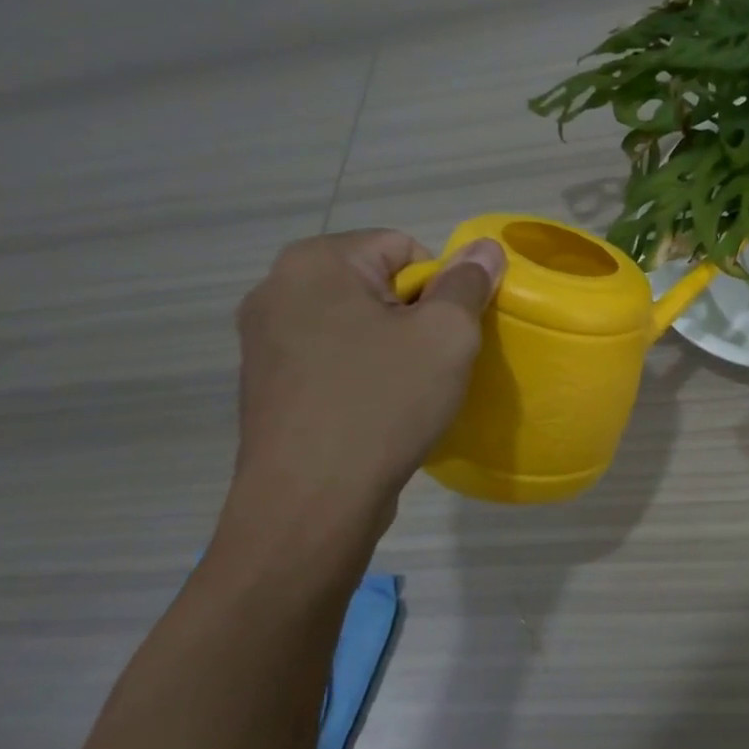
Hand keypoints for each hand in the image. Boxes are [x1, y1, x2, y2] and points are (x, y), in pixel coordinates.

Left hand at [231, 230, 505, 509]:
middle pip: (377, 284)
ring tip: (406, 393)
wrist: (311, 501)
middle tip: (433, 365)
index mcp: (316, 262)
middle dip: (414, 318)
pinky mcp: (266, 383)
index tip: (447, 336)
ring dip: (389, 348)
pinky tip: (375, 412)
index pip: (405, 247)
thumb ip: (468, 283)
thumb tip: (484, 247)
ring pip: (355, 324)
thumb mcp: (446, 336)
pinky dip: (361, 375)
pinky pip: (331, 359)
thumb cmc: (382, 403)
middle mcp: (277, 288)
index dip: (441, 288)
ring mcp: (263, 339)